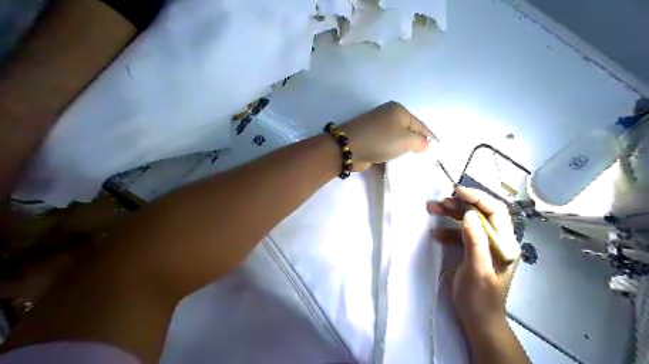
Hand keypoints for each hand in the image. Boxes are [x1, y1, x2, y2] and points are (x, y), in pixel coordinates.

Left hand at [341, 101, 435, 171]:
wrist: (349, 148)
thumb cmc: (381, 140)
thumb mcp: (405, 140)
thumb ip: (420, 142)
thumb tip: (427, 143)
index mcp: (398, 111)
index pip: (420, 124)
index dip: (430, 136)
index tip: (438, 148)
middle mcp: (388, 116)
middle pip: (408, 131)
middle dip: (417, 143)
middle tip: (427, 158)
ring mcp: (377, 128)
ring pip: (397, 140)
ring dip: (404, 150)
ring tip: (415, 161)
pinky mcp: (370, 139)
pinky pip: (387, 146)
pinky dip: (393, 153)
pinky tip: (399, 162)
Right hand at [427, 188, 520, 329]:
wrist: (478, 320)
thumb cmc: (480, 298)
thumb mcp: (477, 270)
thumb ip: (475, 242)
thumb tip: (468, 215)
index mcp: (505, 244)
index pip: (495, 211)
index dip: (478, 198)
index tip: (457, 191)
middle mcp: (497, 240)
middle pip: (481, 213)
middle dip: (460, 204)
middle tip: (439, 201)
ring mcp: (485, 245)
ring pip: (469, 221)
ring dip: (451, 214)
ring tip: (432, 208)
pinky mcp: (473, 250)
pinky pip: (460, 233)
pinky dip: (447, 229)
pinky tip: (435, 232)